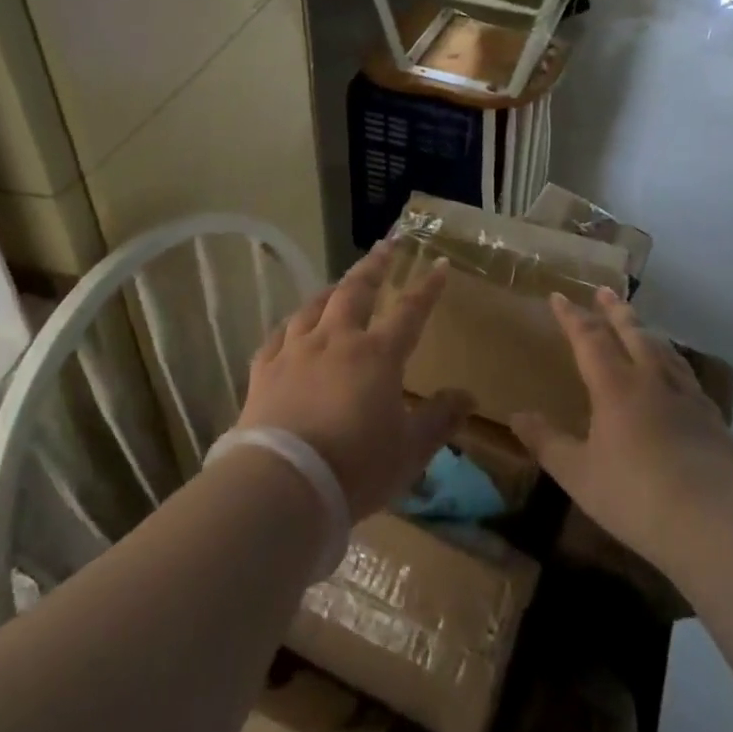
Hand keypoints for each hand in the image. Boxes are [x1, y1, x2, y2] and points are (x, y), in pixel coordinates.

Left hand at [237, 242, 468, 517]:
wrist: (284, 484)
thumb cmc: (356, 467)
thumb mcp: (410, 450)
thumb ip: (440, 419)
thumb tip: (468, 395)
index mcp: (376, 355)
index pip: (409, 311)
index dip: (426, 288)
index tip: (438, 265)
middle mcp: (335, 341)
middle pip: (355, 291)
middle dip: (373, 267)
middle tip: (384, 247)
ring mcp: (295, 352)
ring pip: (314, 307)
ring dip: (331, 290)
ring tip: (339, 284)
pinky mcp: (264, 370)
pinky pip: (278, 336)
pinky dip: (291, 325)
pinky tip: (292, 326)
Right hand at [513, 289, 732, 563]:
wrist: (718, 522)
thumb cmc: (637, 496)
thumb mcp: (579, 475)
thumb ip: (547, 442)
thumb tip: (517, 416)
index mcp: (615, 386)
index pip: (589, 339)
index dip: (572, 316)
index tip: (559, 296)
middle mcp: (652, 380)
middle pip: (632, 332)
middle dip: (614, 310)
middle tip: (605, 290)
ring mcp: (688, 397)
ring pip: (663, 350)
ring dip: (646, 331)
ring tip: (639, 324)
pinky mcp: (714, 418)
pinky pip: (687, 376)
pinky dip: (674, 362)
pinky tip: (677, 374)